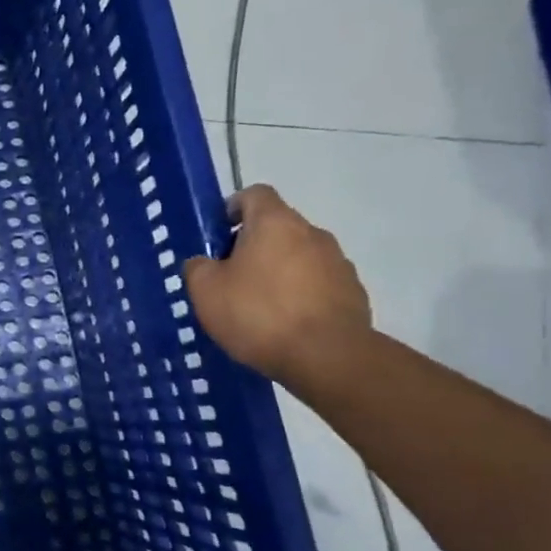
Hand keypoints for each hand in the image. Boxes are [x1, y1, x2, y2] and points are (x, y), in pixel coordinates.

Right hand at [183, 185, 371, 383]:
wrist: (327, 356)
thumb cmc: (258, 313)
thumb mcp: (206, 291)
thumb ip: (198, 268)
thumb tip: (203, 262)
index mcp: (275, 223)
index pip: (255, 194)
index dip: (233, 207)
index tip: (218, 233)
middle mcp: (312, 233)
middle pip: (277, 226)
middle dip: (253, 245)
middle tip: (230, 277)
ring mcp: (338, 262)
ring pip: (298, 255)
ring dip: (278, 270)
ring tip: (258, 305)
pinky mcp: (352, 291)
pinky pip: (317, 282)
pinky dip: (299, 293)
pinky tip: (284, 322)